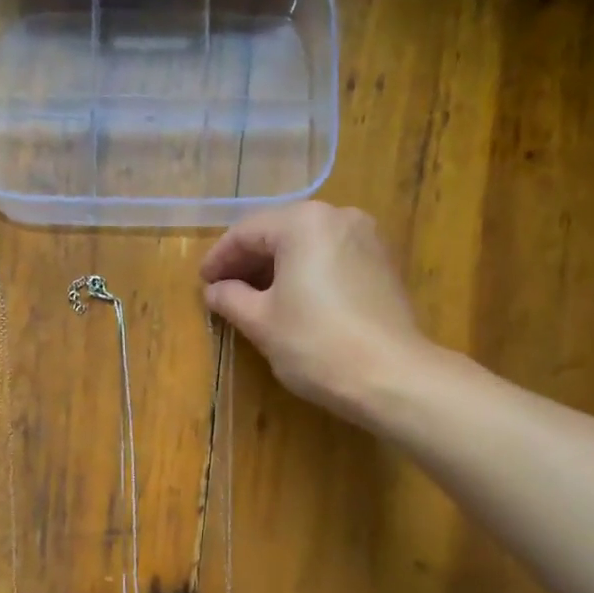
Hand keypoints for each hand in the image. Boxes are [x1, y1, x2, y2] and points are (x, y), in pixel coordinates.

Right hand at [199, 202, 427, 421]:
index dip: (219, 258)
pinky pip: (332, 258)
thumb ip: (231, 298)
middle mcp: (338, 217)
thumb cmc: (315, 343)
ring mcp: (367, 238)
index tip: (203, 283)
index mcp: (303, 222)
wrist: (390, 375)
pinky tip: (293, 300)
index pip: (247, 232)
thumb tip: (214, 290)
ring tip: (254, 298)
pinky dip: (306, 273)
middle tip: (224, 290)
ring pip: (308, 245)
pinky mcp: (383, 264)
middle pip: (280, 232)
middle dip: (249, 261)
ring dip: (277, 267)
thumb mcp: (260, 322)